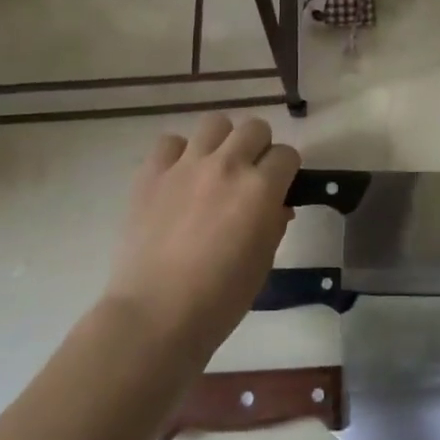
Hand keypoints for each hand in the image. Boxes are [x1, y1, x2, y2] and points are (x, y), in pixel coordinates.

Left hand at [105, 114, 300, 359]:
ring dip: (222, 142)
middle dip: (259, 148)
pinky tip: (178, 178)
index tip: (280, 187)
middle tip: (250, 176)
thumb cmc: (220, 299)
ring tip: (214, 168)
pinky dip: (178, 154)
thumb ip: (274, 224)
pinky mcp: (151, 173)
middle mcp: (227, 166)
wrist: (155, 316)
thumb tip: (276, 206)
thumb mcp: (263, 263)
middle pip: (255, 128)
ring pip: (215, 123)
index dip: (286, 171)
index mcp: (261, 189)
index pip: (287, 154)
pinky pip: (170, 142)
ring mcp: (186, 166)